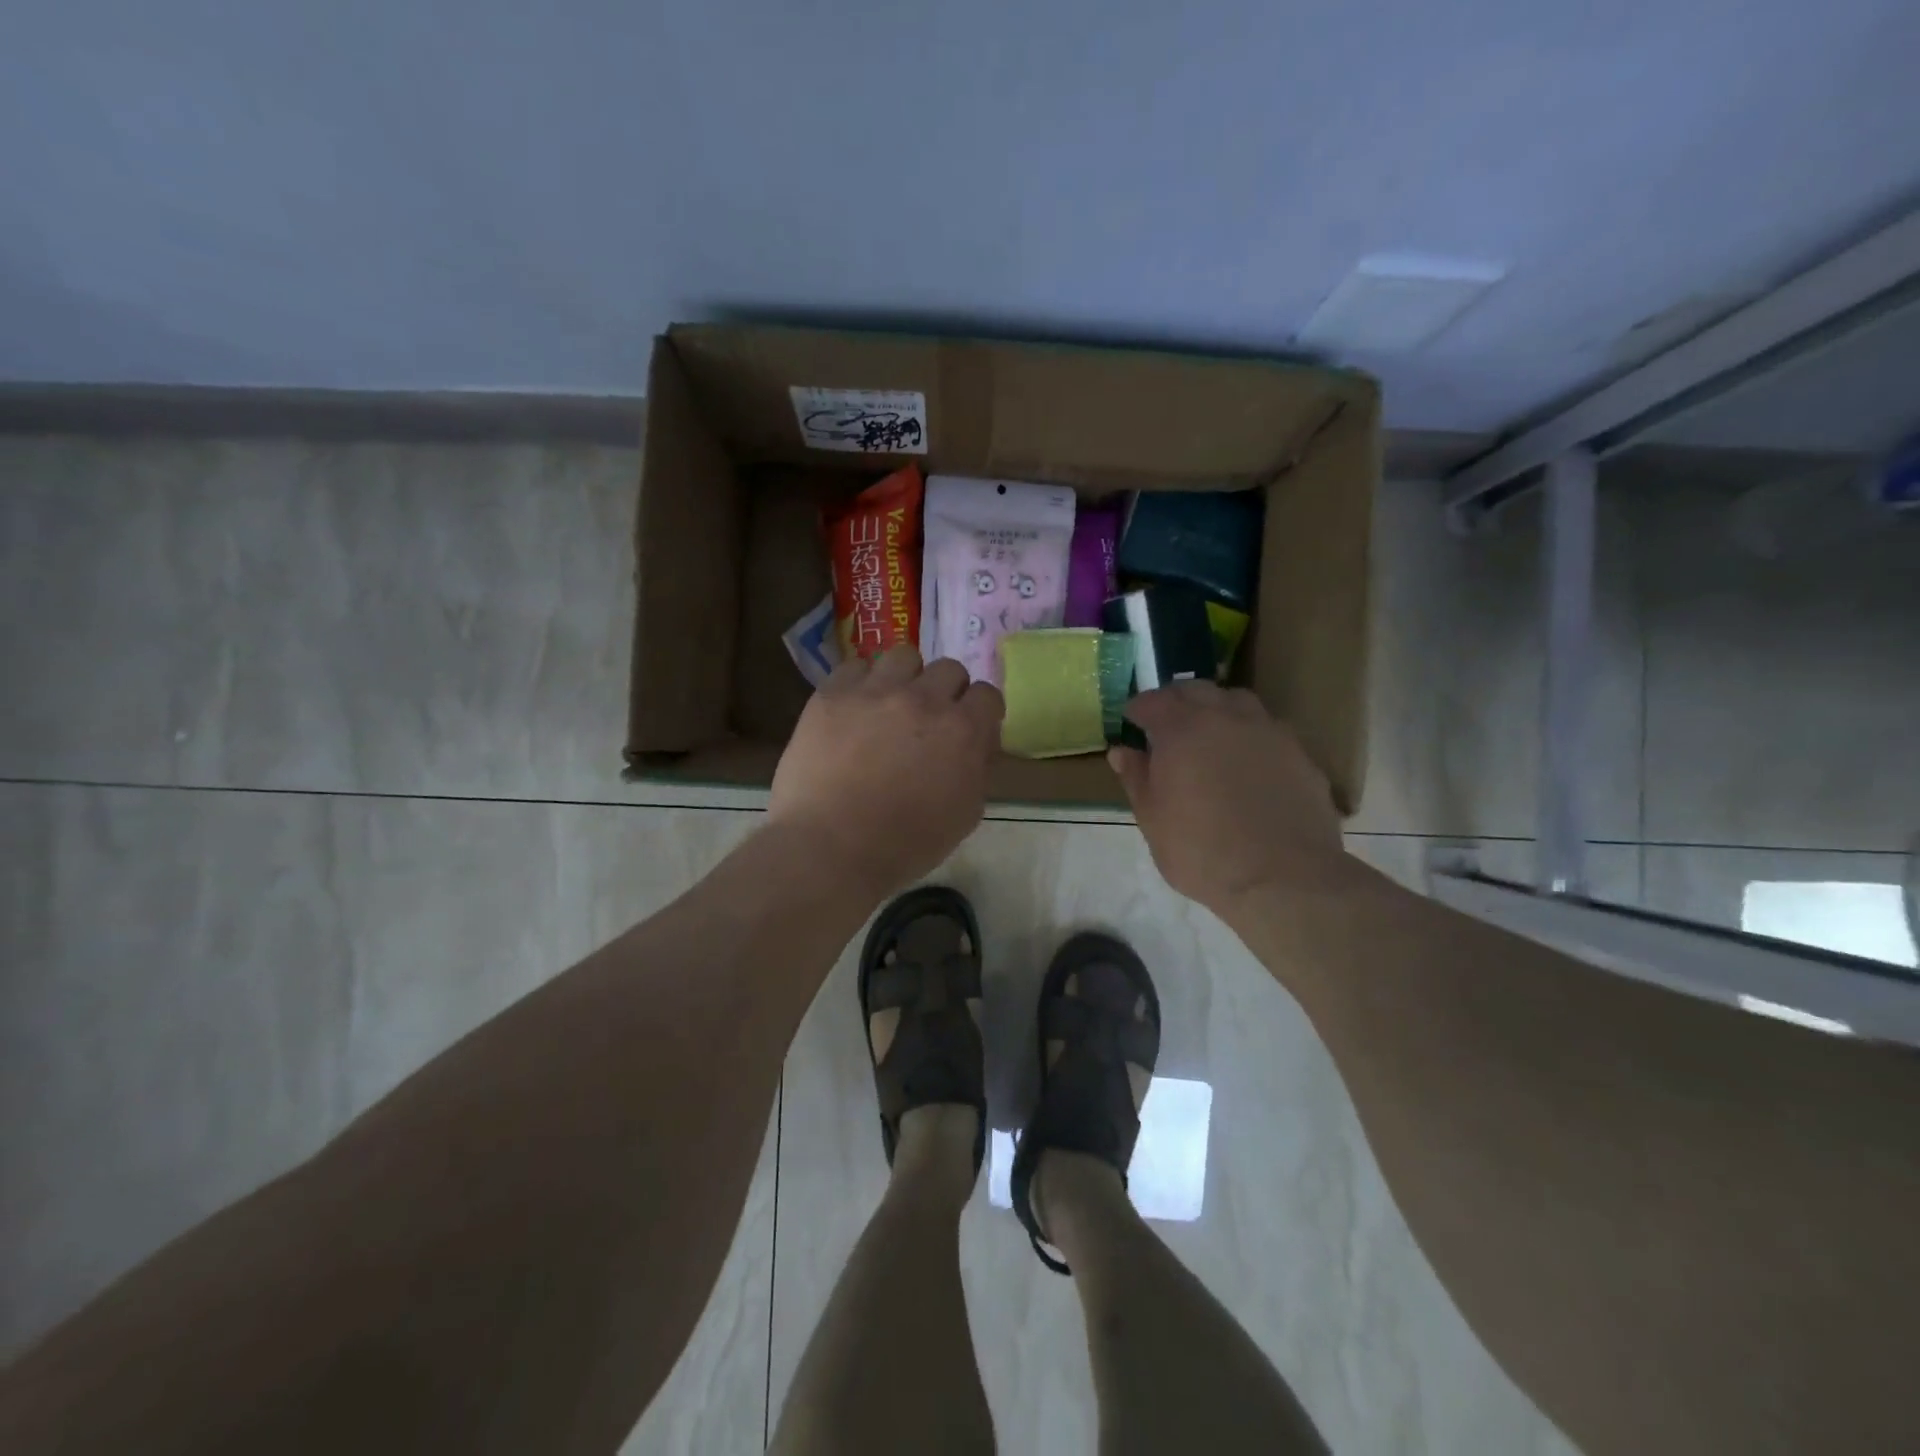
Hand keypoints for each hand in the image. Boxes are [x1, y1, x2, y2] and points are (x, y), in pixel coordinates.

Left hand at [770, 647, 1004, 903]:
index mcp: (962, 730)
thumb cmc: (904, 845)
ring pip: (904, 656)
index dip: (980, 712)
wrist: (830, 847)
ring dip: (906, 678)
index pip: (987, 695)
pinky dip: (861, 683)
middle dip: (946, 692)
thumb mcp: (964, 816)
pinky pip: (856, 666)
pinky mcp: (833, 693)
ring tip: (891, 704)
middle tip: (929, 720)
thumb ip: (977, 770)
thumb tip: (976, 746)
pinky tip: (855, 708)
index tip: (970, 728)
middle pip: (949, 669)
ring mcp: (875, 691)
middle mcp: (924, 699)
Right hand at [1109, 682, 1345, 918]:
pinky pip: (1267, 730)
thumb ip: (1136, 778)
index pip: (1152, 702)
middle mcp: (1226, 717)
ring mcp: (1268, 732)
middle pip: (1196, 690)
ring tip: (1209, 735)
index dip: (1137, 709)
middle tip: (1165, 723)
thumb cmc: (1201, 851)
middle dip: (1176, 700)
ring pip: (1237, 702)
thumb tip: (1122, 751)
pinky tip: (1247, 763)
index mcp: (1182, 729)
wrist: (1283, 878)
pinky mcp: (1300, 754)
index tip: (1130, 721)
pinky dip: (1249, 735)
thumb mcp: (1152, 820)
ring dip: (1217, 709)